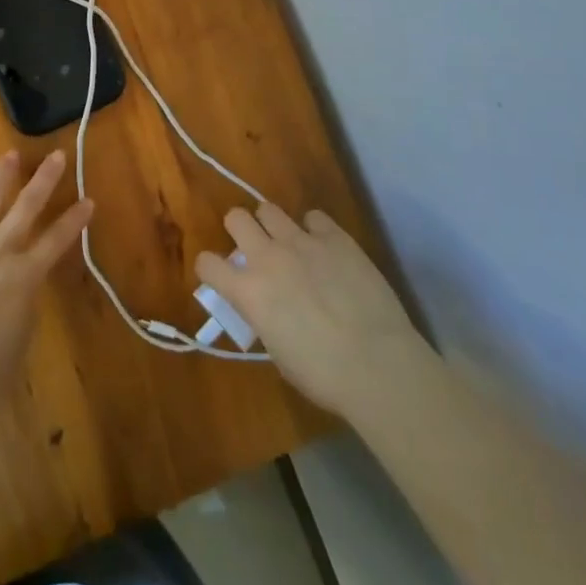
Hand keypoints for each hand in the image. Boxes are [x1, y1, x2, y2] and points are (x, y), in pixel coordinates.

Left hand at [0, 150, 92, 394]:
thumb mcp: (15, 344)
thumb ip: (22, 310)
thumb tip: (20, 290)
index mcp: (25, 277)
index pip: (57, 240)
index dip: (75, 219)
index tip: (88, 199)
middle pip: (27, 206)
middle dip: (45, 179)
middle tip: (57, 155)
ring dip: (1, 175)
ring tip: (10, 155)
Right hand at [196, 203, 426, 418]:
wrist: (378, 365)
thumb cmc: (323, 375)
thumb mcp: (278, 351)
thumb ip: (263, 318)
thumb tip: (266, 307)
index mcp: (248, 291)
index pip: (207, 263)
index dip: (210, 268)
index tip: (220, 277)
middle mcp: (268, 257)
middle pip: (235, 217)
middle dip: (239, 230)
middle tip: (254, 249)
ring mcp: (302, 242)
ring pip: (269, 209)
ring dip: (272, 225)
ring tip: (287, 243)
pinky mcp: (335, 237)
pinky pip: (314, 217)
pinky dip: (314, 229)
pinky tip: (325, 248)